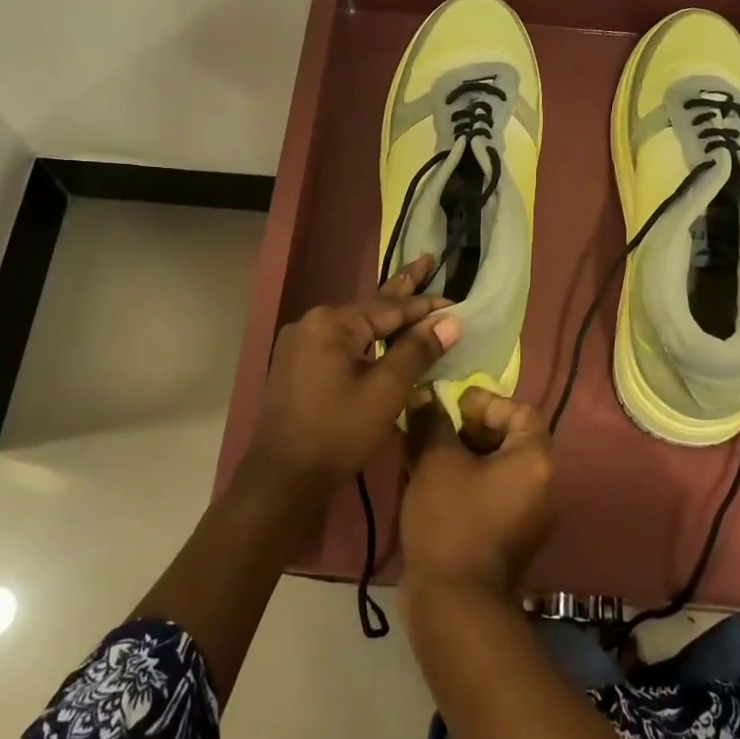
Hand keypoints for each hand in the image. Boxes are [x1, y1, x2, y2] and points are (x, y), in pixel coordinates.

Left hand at [250, 255, 458, 488]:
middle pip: (370, 307)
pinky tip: (382, 336)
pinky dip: (366, 339)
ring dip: (386, 318)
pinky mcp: (297, 365)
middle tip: (427, 260)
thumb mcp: (385, 390)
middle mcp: (312, 323)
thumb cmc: (338, 431)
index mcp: (331, 323)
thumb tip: (450, 321)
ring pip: (355, 326)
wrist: (284, 478)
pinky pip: (341, 343)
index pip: (390, 308)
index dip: (425, 306)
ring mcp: (300, 344)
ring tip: (410, 293)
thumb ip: (417, 351)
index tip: (456, 300)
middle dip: (402, 288)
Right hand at [400, 388, 554, 596]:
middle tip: (435, 427)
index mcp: (535, 461)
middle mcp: (540, 486)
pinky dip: (463, 481)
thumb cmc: (452, 519)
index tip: (453, 405)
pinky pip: (488, 494)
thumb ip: (432, 421)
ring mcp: (525, 516)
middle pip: (509, 439)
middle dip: (470, 427)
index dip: (487, 402)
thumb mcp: (437, 461)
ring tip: (424, 452)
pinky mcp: (505, 538)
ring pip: (494, 468)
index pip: (521, 412)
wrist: (453, 602)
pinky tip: (428, 482)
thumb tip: (424, 394)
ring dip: (461, 454)